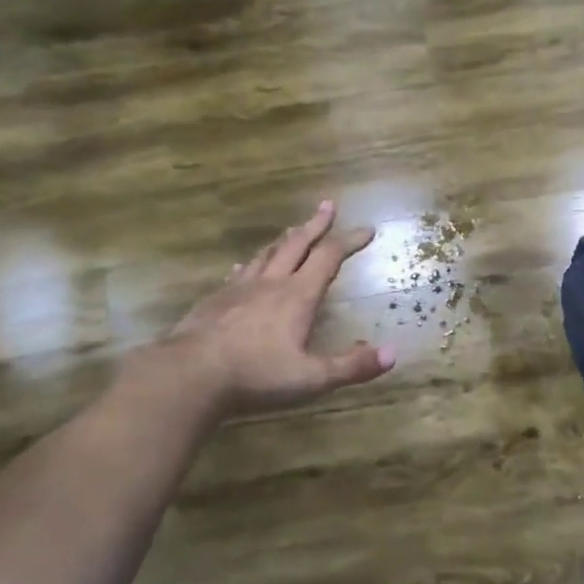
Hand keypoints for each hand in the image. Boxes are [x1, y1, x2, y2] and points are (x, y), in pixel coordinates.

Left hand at [165, 201, 394, 414]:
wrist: (191, 374)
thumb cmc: (257, 375)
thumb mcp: (312, 378)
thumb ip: (352, 366)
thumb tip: (392, 354)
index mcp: (298, 296)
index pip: (329, 257)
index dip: (350, 241)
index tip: (367, 229)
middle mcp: (270, 283)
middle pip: (297, 244)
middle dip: (316, 225)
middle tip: (327, 206)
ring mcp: (239, 289)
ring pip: (266, 254)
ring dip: (284, 239)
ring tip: (292, 229)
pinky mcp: (215, 300)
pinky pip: (238, 274)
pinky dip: (249, 264)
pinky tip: (244, 266)